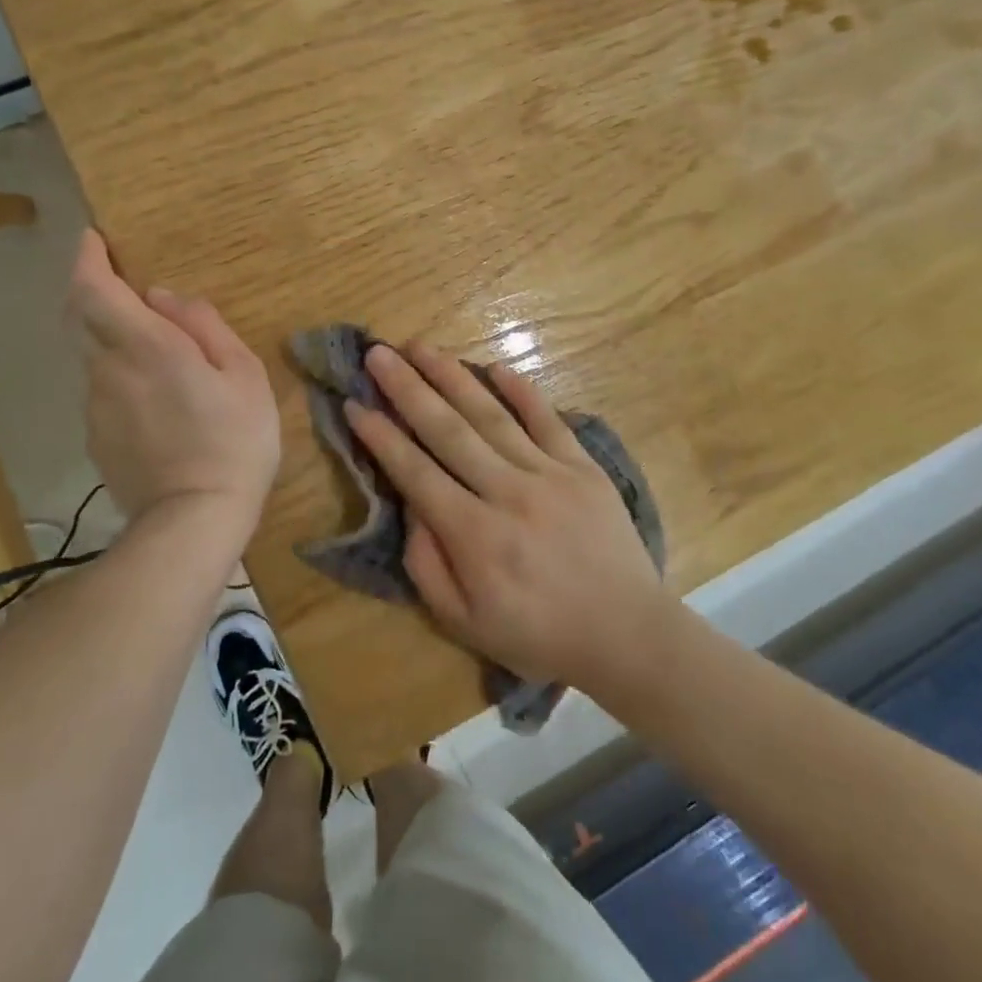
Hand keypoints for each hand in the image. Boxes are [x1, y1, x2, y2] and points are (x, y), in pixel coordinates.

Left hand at [69, 230, 279, 526]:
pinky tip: (156, 404)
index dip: (87, 258)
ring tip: (161, 360)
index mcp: (146, 345)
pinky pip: (103, 392)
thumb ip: (204, 327)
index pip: (94, 288)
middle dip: (95, 294)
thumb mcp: (244, 375)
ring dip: (115, 342)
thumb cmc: (234, 440)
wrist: (193, 521)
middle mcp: (108, 369)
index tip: (94, 239)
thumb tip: (165, 299)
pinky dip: (120, 379)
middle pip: (82, 317)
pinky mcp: (95, 438)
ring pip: (95, 357)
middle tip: (128, 291)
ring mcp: (95, 407)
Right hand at [346, 342, 671, 692]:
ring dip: (453, 377)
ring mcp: (550, 474)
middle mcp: (508, 493)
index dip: (382, 437)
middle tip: (378, 353)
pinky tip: (495, 366)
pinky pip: (548, 419)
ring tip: (421, 347)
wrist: (627, 634)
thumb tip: (411, 505)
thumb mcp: (464, 623)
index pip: (416, 473)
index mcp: (475, 536)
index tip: (355, 404)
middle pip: (448, 430)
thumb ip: (427, 564)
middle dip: (407, 389)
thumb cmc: (538, 635)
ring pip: (491, 415)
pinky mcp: (584, 466)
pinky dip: (522, 391)